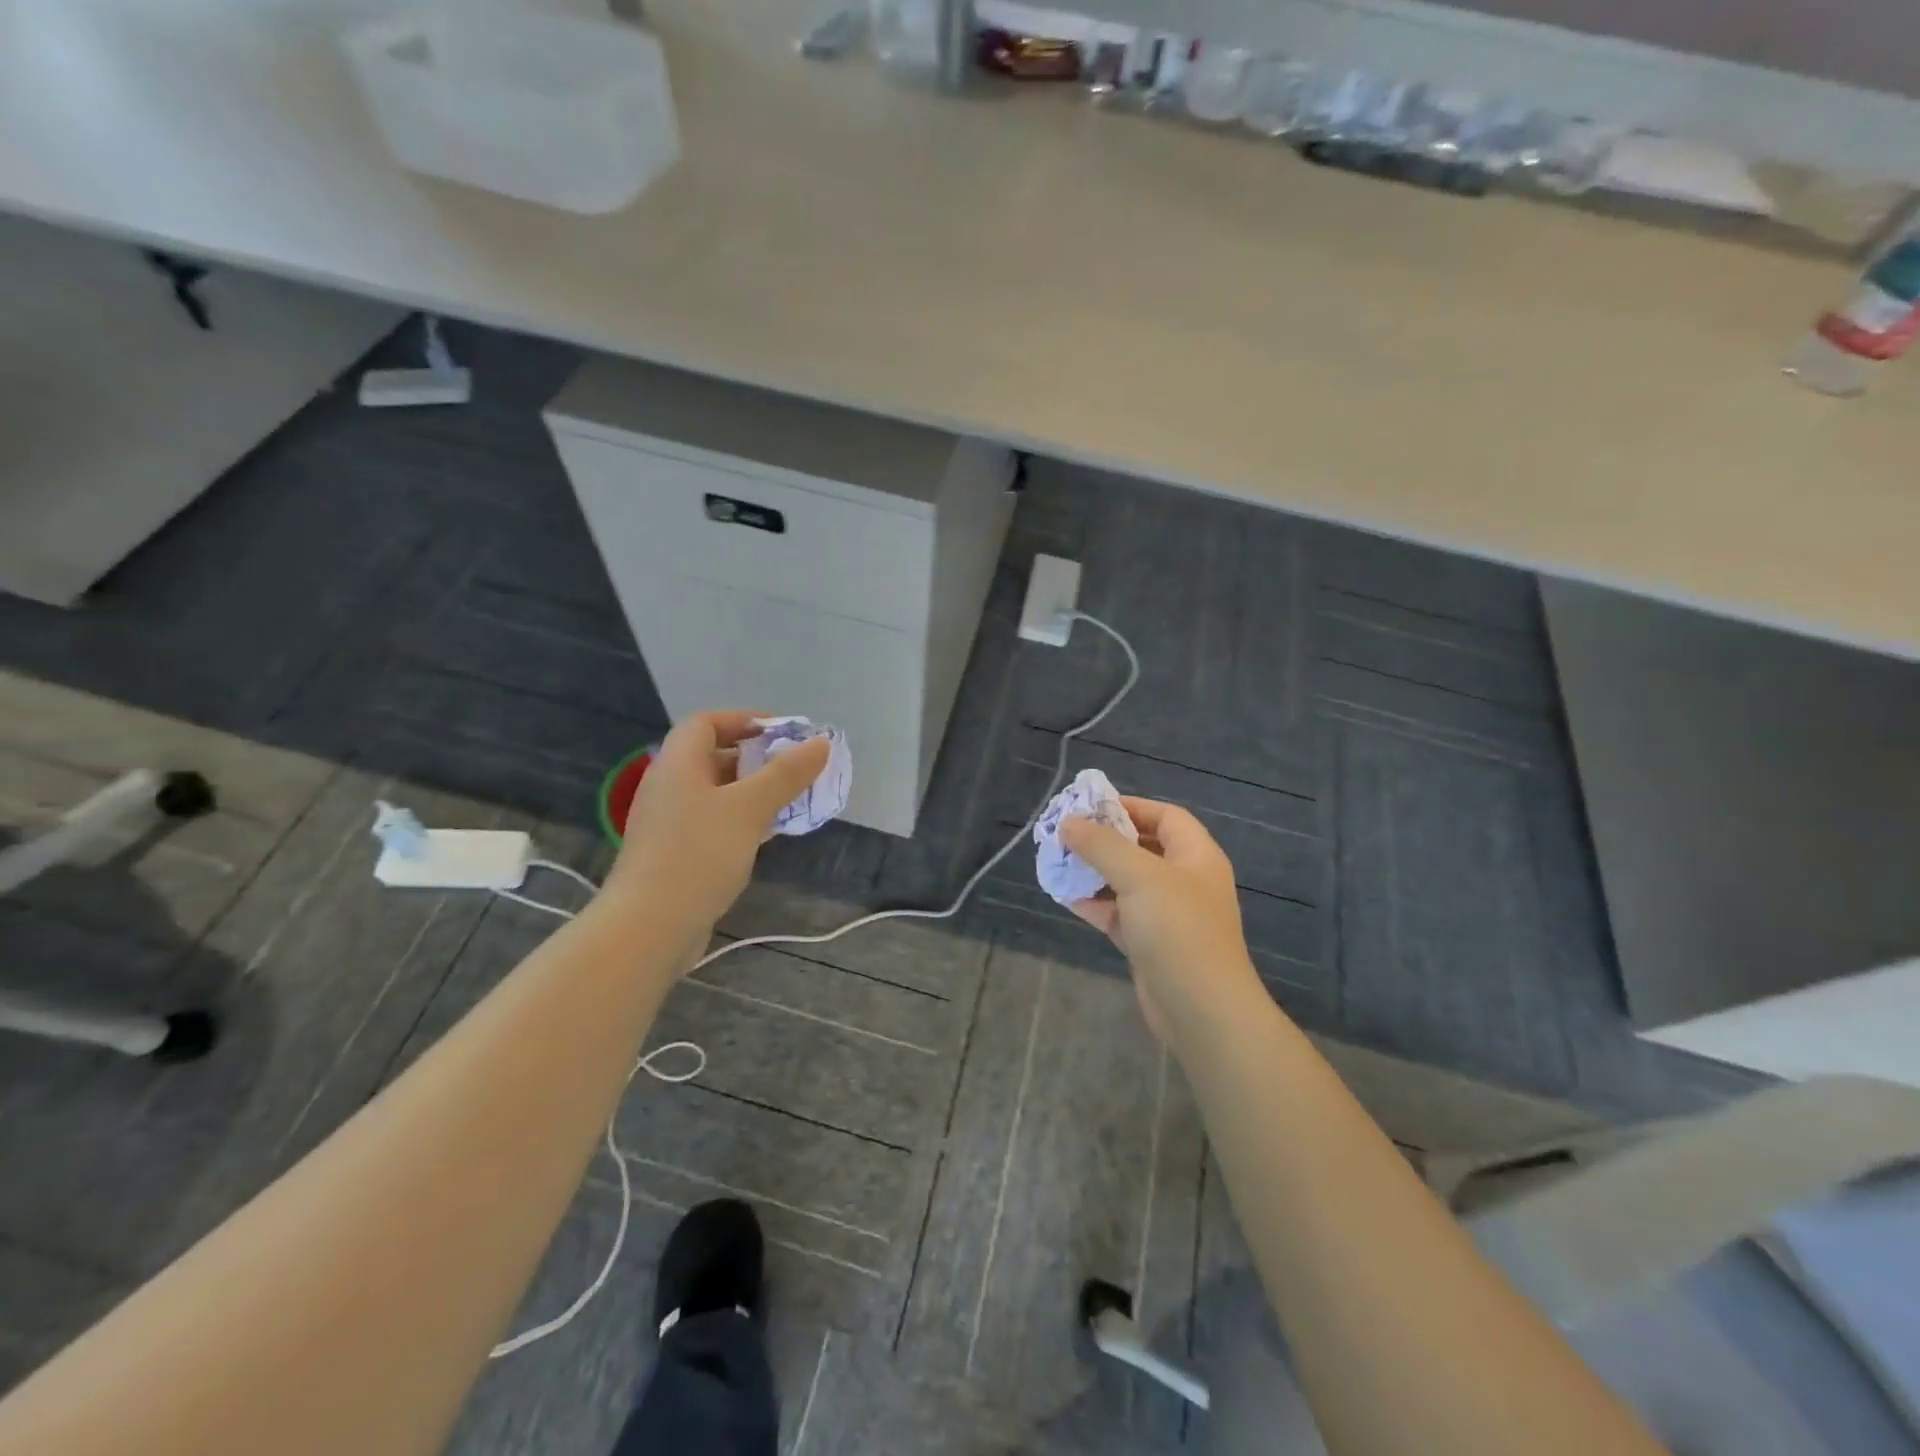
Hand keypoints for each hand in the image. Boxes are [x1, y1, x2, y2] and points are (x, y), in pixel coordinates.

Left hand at [606, 710, 829, 936]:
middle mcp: (668, 786)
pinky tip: (765, 835)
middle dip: (756, 758)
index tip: (783, 734)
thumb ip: (786, 773)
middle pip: (712, 756)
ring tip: (789, 801)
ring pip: (715, 792)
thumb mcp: (750, 808)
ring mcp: (668, 822)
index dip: (744, 720)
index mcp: (678, 763)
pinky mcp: (674, 853)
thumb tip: (820, 742)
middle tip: (795, 769)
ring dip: (752, 791)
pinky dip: (740, 819)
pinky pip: (712, 821)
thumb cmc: (699, 854)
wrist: (649, 927)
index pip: (707, 722)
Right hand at [1060, 798, 1266, 1048]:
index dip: (1130, 806)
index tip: (1090, 807)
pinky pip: (1118, 914)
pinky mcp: (1150, 944)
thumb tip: (1069, 822)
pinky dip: (1094, 903)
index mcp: (1196, 856)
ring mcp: (1168, 915)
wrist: (1201, 1010)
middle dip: (1104, 840)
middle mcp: (1185, 881)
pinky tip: (1065, 895)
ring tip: (1058, 862)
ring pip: (1126, 882)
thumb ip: (1102, 845)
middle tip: (1066, 834)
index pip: (1165, 816)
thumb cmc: (1177, 928)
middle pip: (1143, 848)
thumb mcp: (1139, 876)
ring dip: (1094, 872)